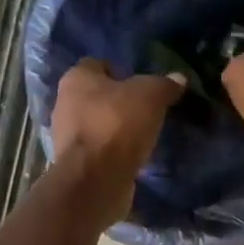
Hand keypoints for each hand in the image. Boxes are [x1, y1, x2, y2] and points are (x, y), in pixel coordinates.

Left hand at [50, 60, 184, 219]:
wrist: (95, 180)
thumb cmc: (118, 125)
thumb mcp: (150, 96)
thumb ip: (164, 85)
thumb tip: (179, 78)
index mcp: (76, 78)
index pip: (98, 64)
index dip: (121, 71)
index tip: (143, 85)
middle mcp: (64, 103)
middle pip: (96, 96)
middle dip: (119, 102)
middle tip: (147, 109)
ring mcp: (66, 136)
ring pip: (97, 124)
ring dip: (117, 129)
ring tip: (144, 134)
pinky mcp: (75, 164)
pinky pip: (99, 150)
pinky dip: (114, 152)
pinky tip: (134, 156)